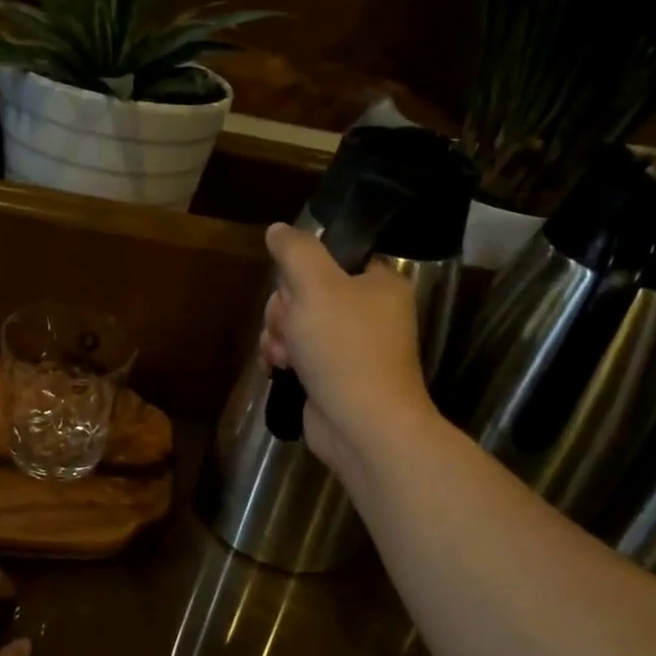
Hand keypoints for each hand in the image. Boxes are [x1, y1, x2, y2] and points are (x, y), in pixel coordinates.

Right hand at [261, 222, 436, 474]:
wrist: (362, 425)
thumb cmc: (344, 348)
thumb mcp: (316, 286)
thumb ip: (295, 250)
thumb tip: (278, 229)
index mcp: (379, 283)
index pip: (334, 257)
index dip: (303, 270)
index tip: (293, 287)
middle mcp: (369, 312)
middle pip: (307, 291)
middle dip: (285, 310)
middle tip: (288, 327)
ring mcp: (351, 347)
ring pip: (297, 324)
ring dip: (279, 335)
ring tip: (282, 355)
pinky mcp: (333, 376)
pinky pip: (298, 353)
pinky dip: (283, 358)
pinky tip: (276, 368)